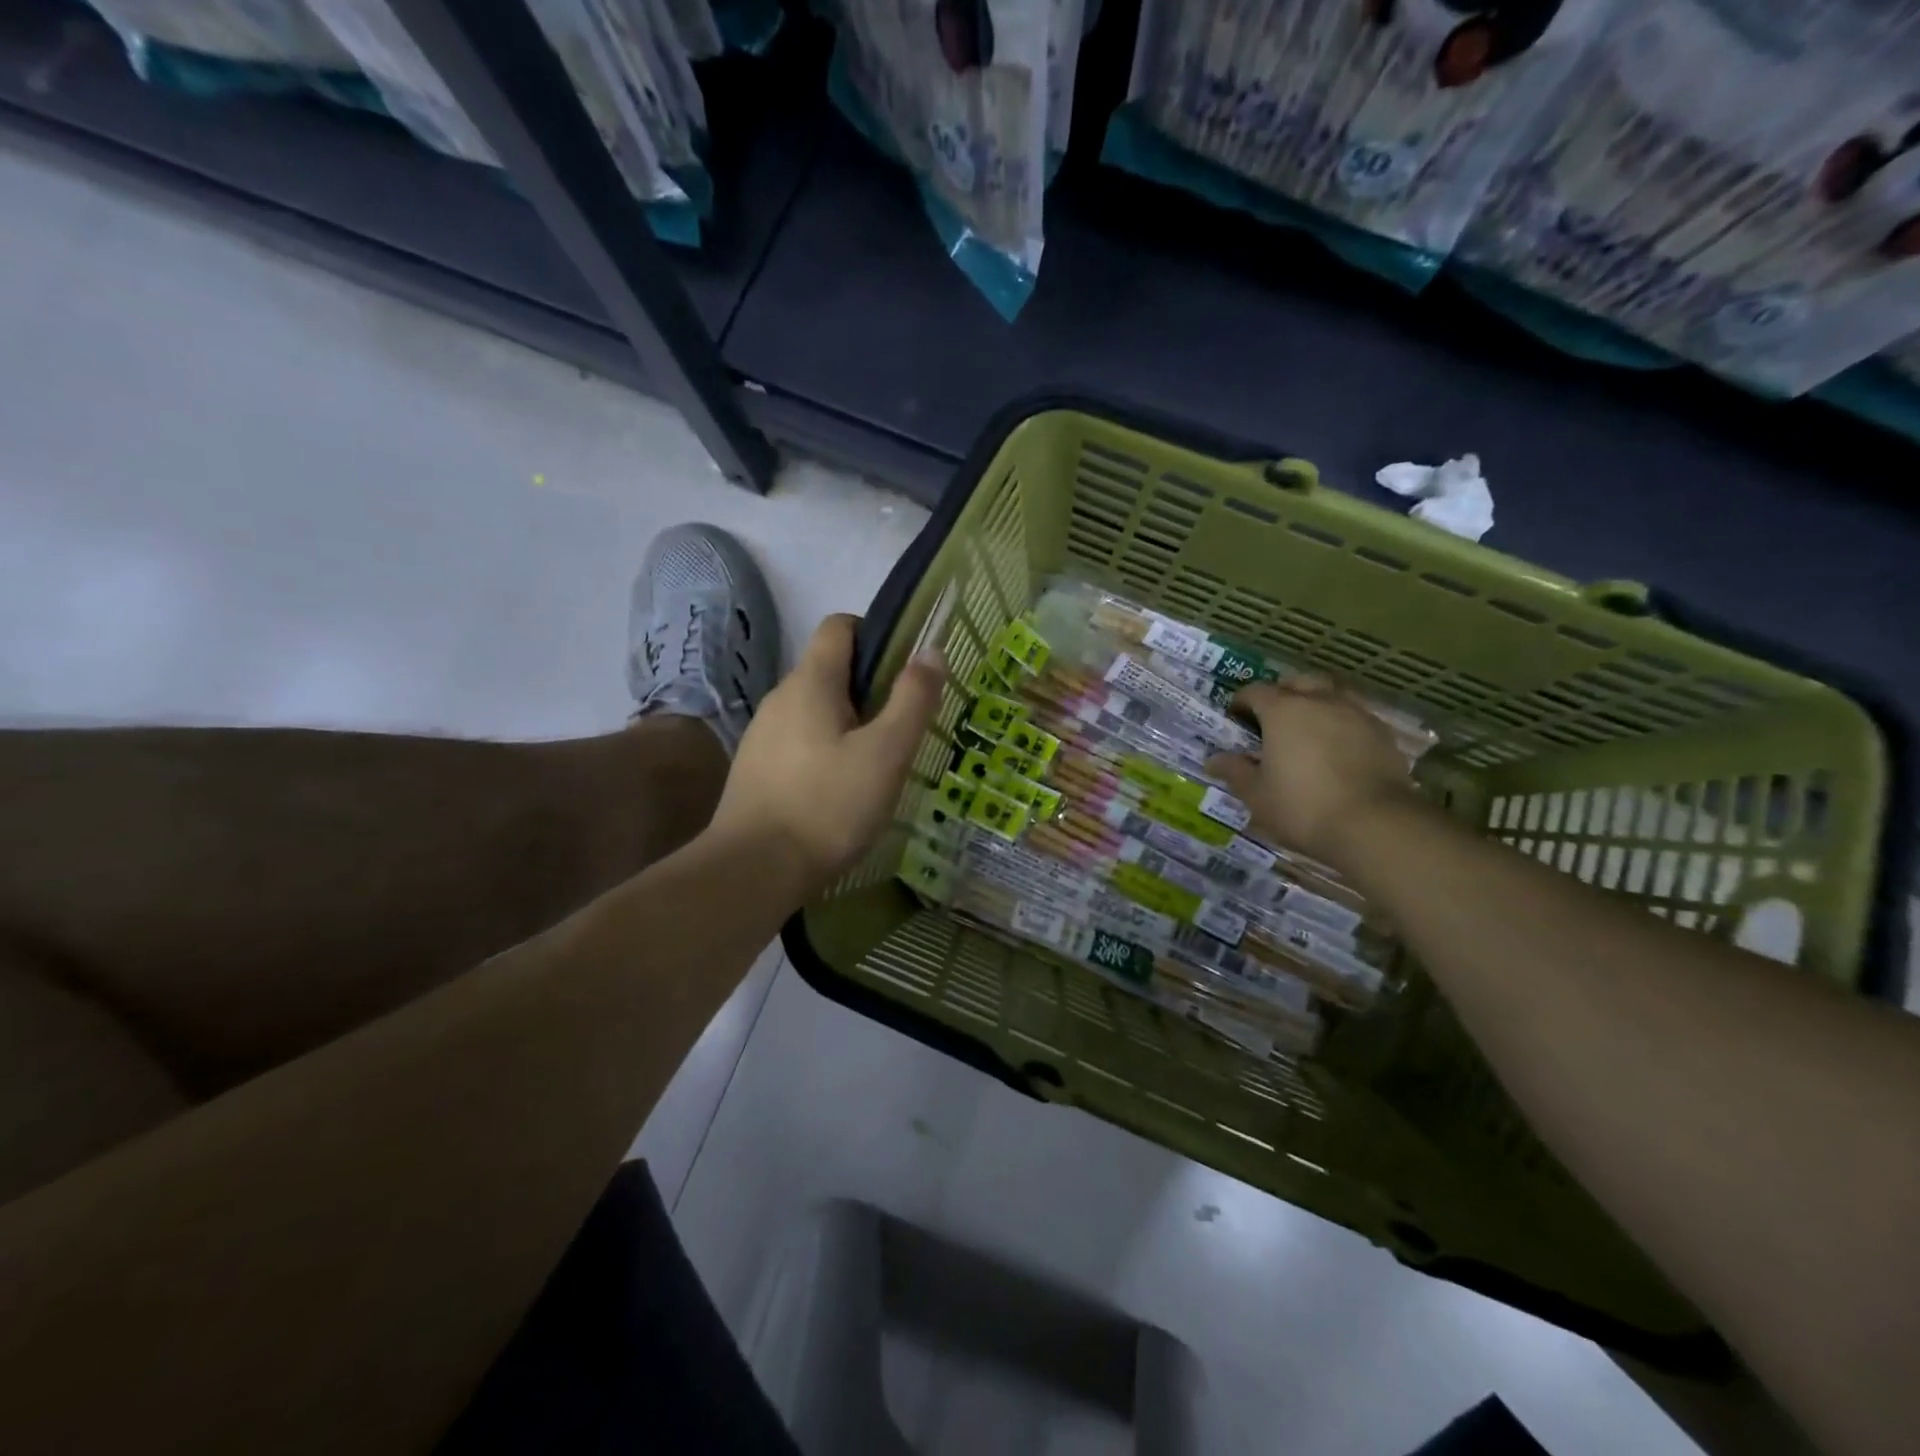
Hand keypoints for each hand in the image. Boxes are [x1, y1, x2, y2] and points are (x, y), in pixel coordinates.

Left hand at [710, 614, 944, 897]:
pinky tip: (841, 791)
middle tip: (902, 727)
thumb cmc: (828, 805)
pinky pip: (799, 743)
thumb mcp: (885, 753)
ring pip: (814, 711)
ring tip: (877, 764)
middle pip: (829, 671)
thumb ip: (912, 700)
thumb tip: (931, 651)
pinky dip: (824, 752)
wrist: (753, 870)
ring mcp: (762, 735)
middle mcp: (780, 698)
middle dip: (869, 689)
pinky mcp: (756, 770)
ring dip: (848, 724)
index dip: (874, 634)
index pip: (839, 626)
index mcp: (811, 682)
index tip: (904, 668)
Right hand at [1207, 676, 1413, 866]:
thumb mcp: (1257, 795)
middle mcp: (1320, 701)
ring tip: (1308, 730)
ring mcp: (1356, 714)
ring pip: (1331, 694)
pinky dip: (1341, 724)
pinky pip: (1355, 716)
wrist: (1375, 825)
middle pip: (1298, 682)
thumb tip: (1214, 760)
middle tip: (1272, 719)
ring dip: (1316, 704)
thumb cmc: (1302, 807)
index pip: (1255, 691)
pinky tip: (1338, 748)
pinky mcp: (1383, 734)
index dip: (1241, 702)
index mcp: (1282, 711)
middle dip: (1282, 693)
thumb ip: (1235, 772)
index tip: (1235, 718)